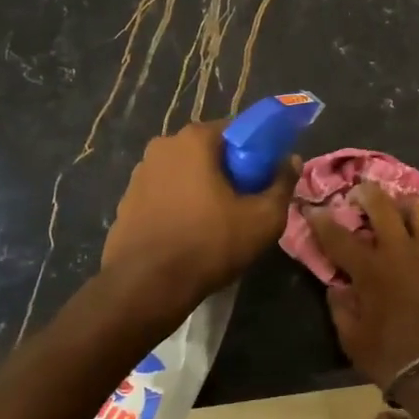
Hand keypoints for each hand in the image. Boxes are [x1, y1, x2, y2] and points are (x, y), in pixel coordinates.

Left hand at [101, 121, 298, 320]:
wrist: (146, 287)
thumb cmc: (209, 244)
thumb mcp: (263, 219)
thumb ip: (283, 184)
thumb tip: (292, 160)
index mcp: (194, 139)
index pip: (237, 131)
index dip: (257, 153)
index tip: (264, 180)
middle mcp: (163, 146)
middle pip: (209, 151)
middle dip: (229, 171)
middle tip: (245, 203)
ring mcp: (140, 173)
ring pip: (185, 173)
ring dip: (202, 188)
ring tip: (217, 223)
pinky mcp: (126, 201)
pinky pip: (164, 194)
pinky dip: (179, 205)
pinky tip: (189, 233)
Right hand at [307, 185, 418, 390]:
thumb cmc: (392, 357)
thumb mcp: (352, 339)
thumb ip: (340, 306)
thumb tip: (337, 286)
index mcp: (370, 269)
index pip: (337, 234)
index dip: (321, 219)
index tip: (313, 209)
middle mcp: (401, 250)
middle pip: (381, 203)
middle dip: (365, 193)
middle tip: (360, 196)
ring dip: (406, 207)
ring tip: (401, 215)